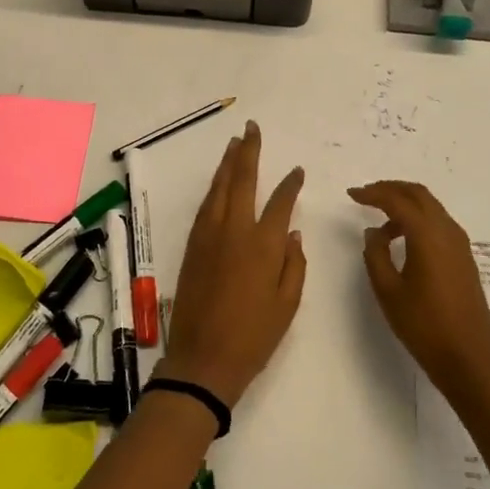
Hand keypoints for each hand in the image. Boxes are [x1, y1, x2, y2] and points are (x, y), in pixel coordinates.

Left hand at [159, 121, 306, 409]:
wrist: (203, 359)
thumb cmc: (254, 337)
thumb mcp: (288, 304)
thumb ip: (294, 263)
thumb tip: (293, 232)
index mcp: (263, 245)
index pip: (280, 202)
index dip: (290, 184)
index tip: (297, 171)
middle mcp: (234, 230)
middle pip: (242, 181)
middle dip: (249, 152)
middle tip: (252, 129)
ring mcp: (209, 235)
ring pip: (219, 188)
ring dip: (227, 163)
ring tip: (235, 143)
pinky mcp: (192, 245)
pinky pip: (205, 206)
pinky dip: (214, 188)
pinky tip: (219, 182)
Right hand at [349, 181, 489, 407]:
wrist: (470, 359)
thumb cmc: (425, 326)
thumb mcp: (389, 291)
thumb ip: (376, 255)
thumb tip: (374, 231)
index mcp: (428, 235)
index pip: (397, 200)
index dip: (372, 194)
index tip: (351, 194)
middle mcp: (447, 231)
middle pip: (419, 194)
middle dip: (391, 189)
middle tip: (366, 195)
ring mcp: (460, 244)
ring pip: (431, 207)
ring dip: (406, 204)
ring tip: (380, 221)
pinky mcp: (464, 258)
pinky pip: (439, 223)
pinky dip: (418, 219)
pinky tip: (403, 239)